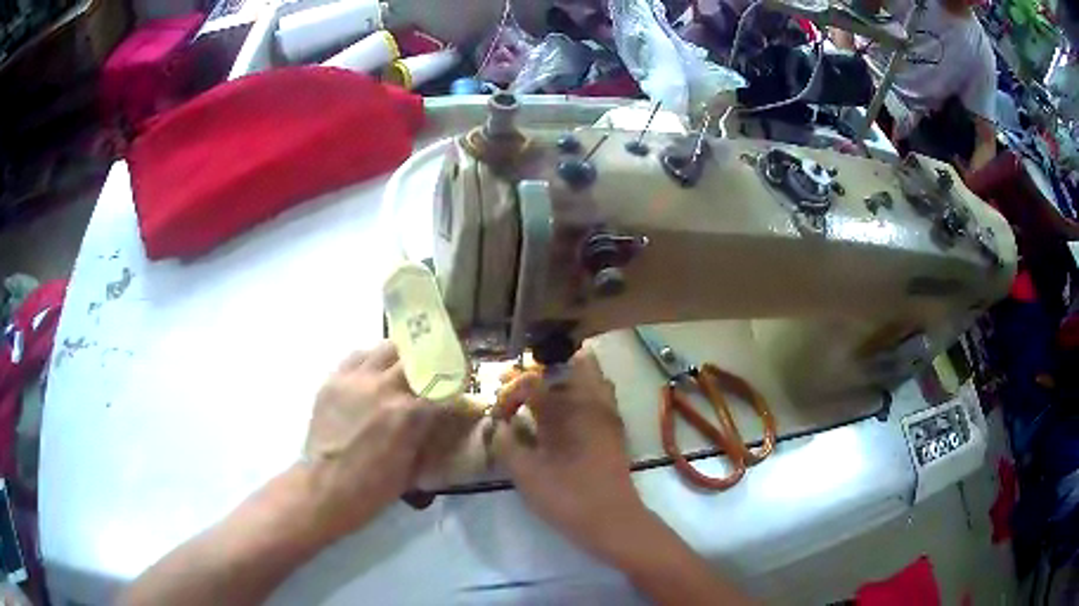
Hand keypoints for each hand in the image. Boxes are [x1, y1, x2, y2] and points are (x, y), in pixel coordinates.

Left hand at [301, 341, 446, 539]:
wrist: (327, 485)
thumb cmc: (375, 486)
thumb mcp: (414, 464)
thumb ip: (428, 433)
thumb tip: (442, 416)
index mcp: (410, 412)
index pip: (444, 384)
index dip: (457, 382)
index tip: (461, 384)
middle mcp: (385, 386)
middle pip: (418, 356)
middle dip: (430, 363)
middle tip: (432, 370)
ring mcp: (357, 379)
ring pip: (387, 348)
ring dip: (400, 357)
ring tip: (401, 367)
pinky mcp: (334, 379)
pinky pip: (357, 356)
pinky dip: (371, 360)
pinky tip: (372, 373)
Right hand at [490, 349, 652, 563]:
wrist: (612, 520)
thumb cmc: (568, 497)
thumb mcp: (526, 474)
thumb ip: (506, 444)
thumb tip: (500, 425)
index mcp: (567, 409)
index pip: (533, 381)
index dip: (511, 392)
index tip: (500, 413)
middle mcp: (591, 402)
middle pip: (571, 363)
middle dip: (543, 371)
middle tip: (523, 391)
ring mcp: (608, 413)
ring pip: (591, 376)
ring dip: (565, 380)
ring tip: (543, 400)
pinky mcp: (615, 428)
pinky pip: (600, 395)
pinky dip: (581, 394)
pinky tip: (564, 418)